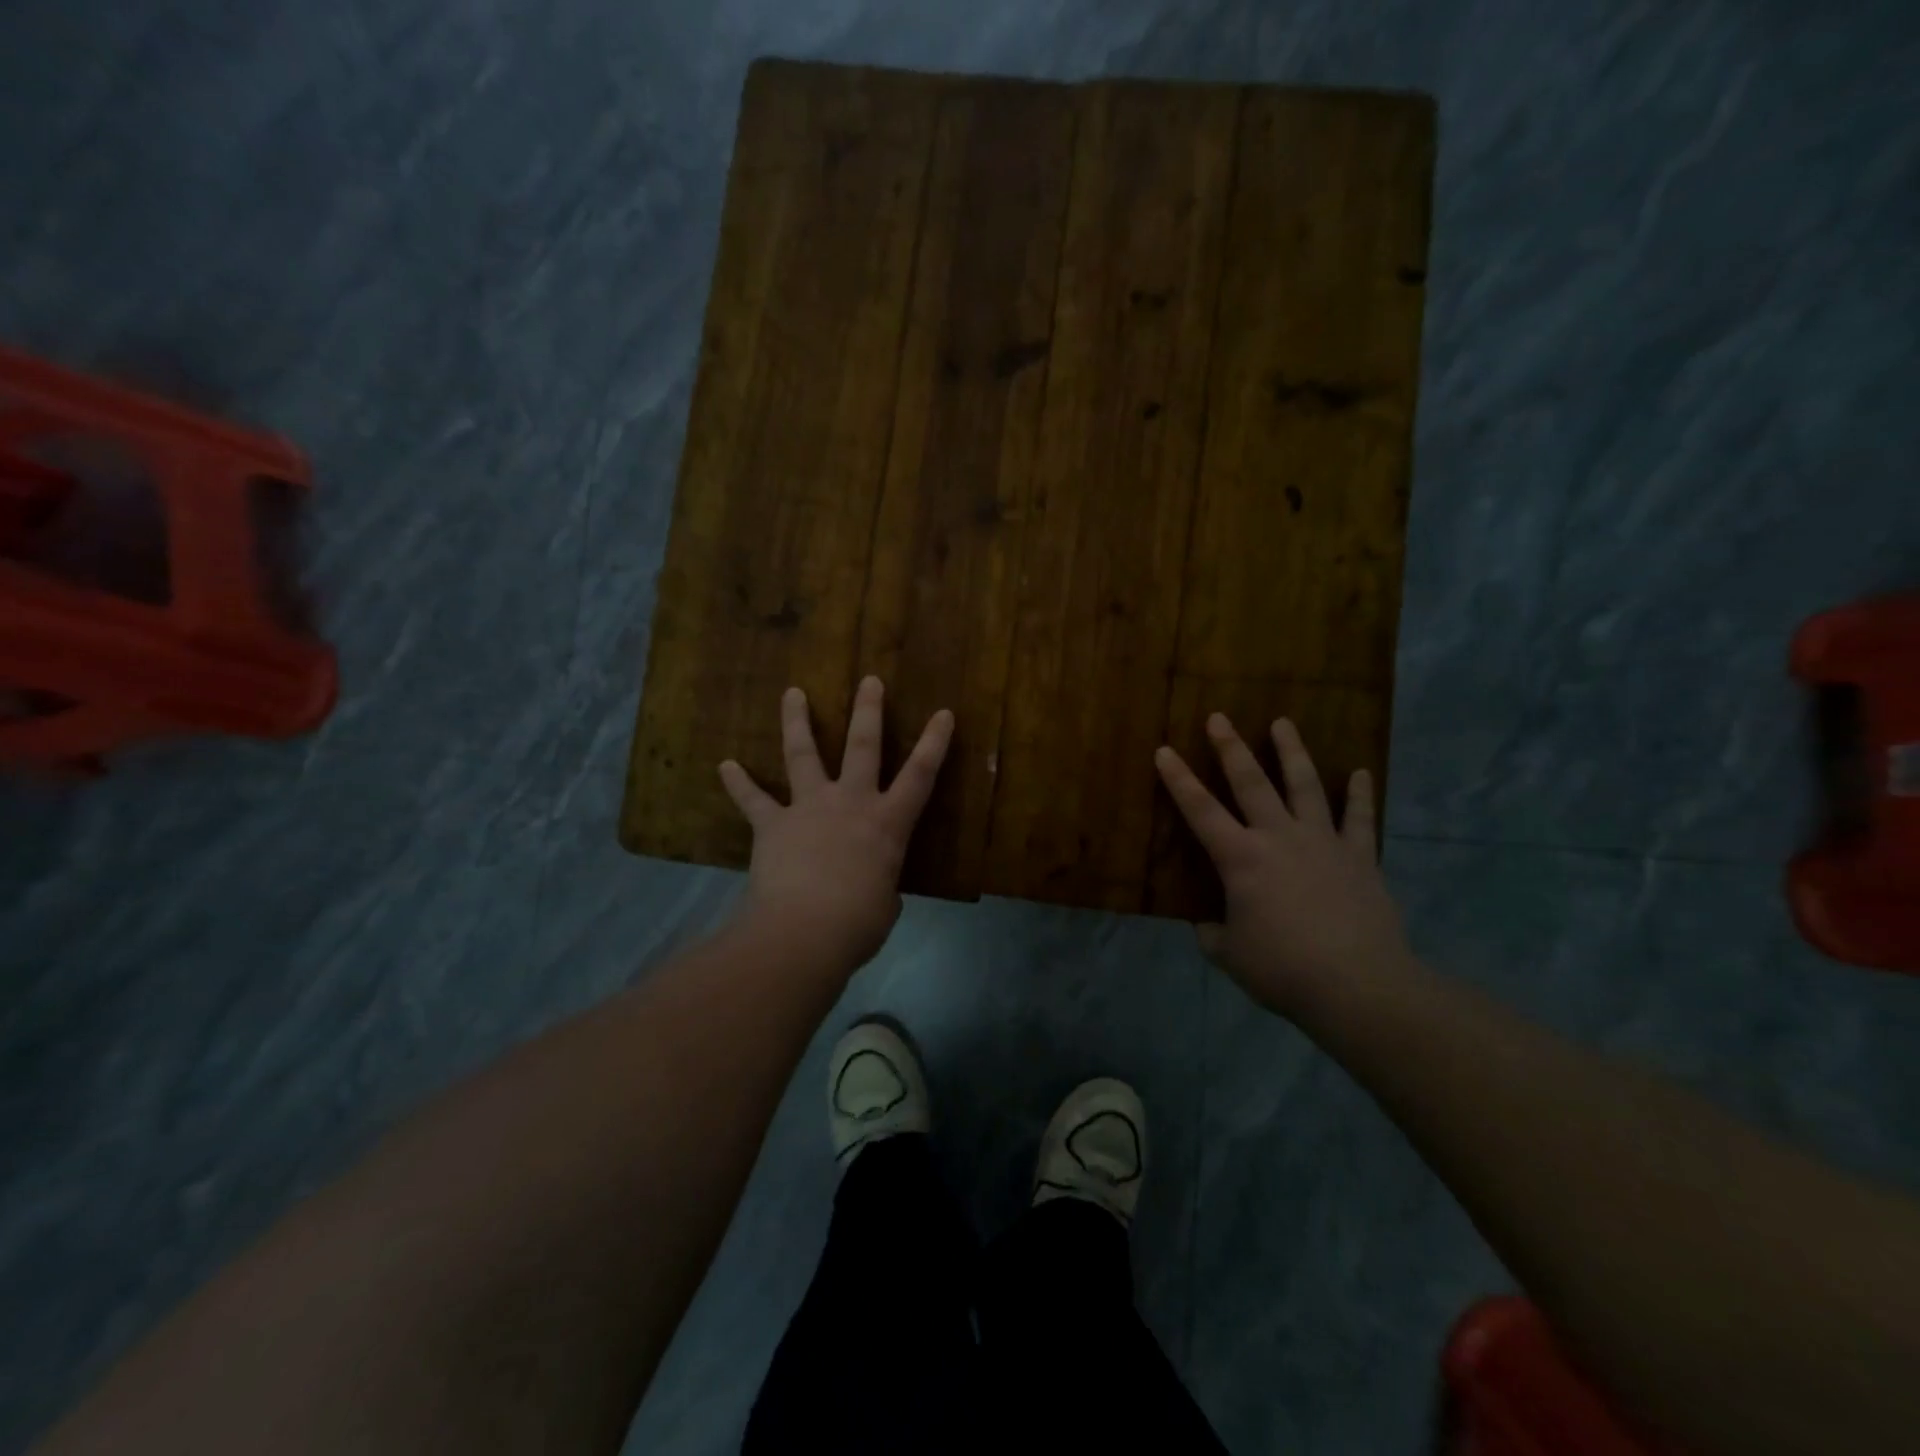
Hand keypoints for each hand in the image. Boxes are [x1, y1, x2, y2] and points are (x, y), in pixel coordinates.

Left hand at [719, 676, 953, 971]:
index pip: (920, 775)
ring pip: (803, 754)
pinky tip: (726, 765)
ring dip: (797, 721)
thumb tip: (875, 889)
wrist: (804, 931)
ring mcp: (809, 808)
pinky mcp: (773, 824)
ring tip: (793, 693)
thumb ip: (881, 886)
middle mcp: (851, 803)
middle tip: (869, 680)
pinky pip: (753, 800)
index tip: (943, 713)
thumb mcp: (885, 905)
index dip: (935, 743)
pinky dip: (739, 783)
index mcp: (887, 824)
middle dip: (868, 711)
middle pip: (863, 746)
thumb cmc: (858, 923)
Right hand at [1155, 715, 1411, 1016]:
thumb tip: (1208, 924)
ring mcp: (1322, 843)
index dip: (1179, 779)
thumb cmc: (1283, 969)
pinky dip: (1360, 794)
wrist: (1357, 986)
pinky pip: (1359, 818)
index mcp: (1240, 859)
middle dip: (1231, 748)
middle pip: (1251, 783)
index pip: (1200, 811)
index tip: (1164, 750)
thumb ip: (1214, 933)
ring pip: (1304, 786)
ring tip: (1283, 722)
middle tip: (1219, 717)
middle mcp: (1278, 838)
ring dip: (1292, 752)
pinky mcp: (1359, 857)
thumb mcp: (1230, 955)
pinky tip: (1362, 772)